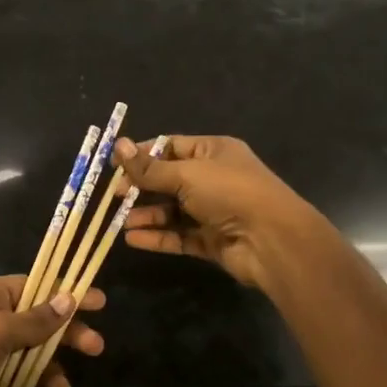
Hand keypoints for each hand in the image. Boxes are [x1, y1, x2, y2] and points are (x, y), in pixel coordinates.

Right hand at [116, 134, 326, 289]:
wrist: (272, 240)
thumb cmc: (230, 193)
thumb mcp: (186, 174)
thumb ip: (150, 167)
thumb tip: (117, 145)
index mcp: (214, 152)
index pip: (171, 147)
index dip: (142, 154)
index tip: (115, 164)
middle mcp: (214, 179)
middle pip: (169, 180)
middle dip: (141, 187)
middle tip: (114, 195)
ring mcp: (214, 211)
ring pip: (172, 211)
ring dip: (146, 214)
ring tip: (119, 221)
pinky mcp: (212, 240)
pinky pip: (179, 236)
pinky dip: (158, 237)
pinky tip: (132, 239)